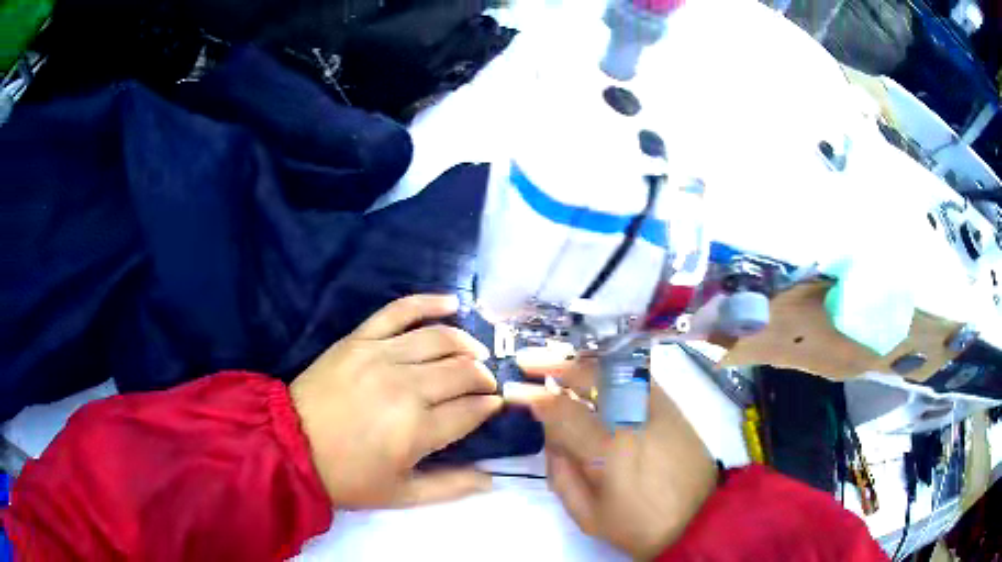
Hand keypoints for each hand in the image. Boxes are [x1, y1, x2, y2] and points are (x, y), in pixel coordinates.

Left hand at [290, 295, 502, 509]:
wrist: (290, 445)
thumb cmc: (348, 477)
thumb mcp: (401, 495)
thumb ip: (451, 487)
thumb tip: (493, 478)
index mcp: (418, 429)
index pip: (472, 410)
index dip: (490, 407)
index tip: (494, 407)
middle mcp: (406, 387)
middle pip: (463, 372)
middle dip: (484, 378)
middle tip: (486, 385)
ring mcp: (382, 356)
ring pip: (440, 339)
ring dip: (467, 344)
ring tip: (477, 353)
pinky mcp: (360, 339)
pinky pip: (399, 310)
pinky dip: (429, 302)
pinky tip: (452, 303)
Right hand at [507, 350, 718, 559]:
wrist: (699, 519)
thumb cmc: (639, 525)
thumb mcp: (589, 515)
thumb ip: (562, 474)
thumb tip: (551, 438)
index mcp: (608, 448)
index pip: (561, 411)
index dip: (532, 397)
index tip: (512, 389)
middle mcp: (633, 417)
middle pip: (589, 376)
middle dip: (555, 364)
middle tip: (529, 361)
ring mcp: (657, 406)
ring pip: (614, 369)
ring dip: (581, 362)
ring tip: (558, 363)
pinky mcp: (672, 406)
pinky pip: (636, 376)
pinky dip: (610, 369)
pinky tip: (595, 374)